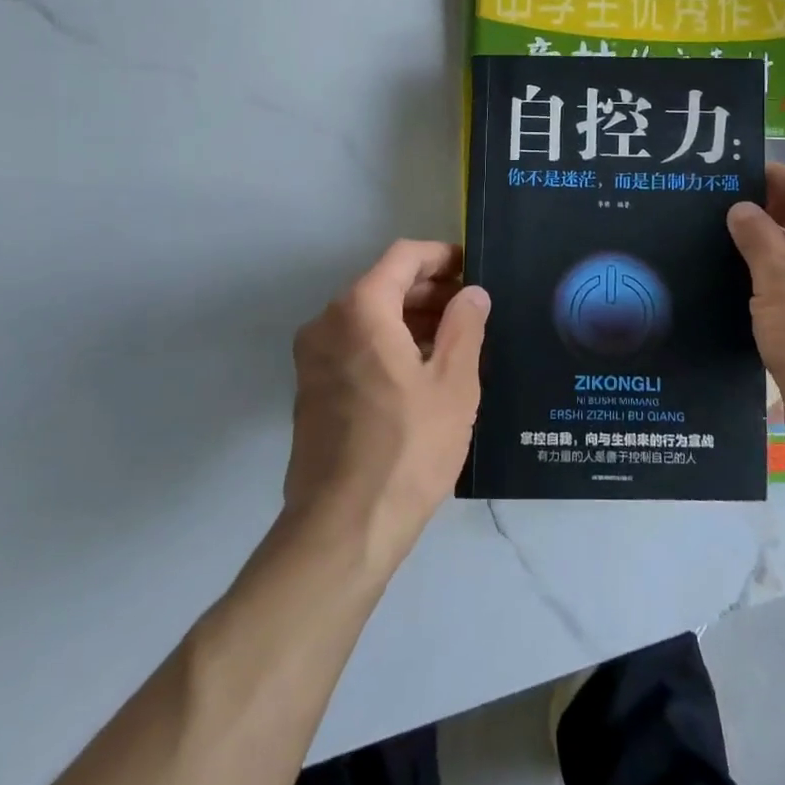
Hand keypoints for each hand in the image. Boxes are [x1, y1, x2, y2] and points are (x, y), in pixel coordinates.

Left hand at [284, 241, 489, 562]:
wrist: (342, 529)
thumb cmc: (407, 447)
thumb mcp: (453, 383)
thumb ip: (465, 325)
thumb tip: (471, 293)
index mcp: (360, 309)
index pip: (403, 257)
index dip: (441, 256)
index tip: (472, 268)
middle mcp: (327, 323)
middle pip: (383, 284)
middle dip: (429, 290)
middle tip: (471, 308)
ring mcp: (313, 358)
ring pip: (368, 317)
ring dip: (410, 318)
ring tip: (454, 340)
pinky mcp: (311, 390)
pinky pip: (354, 346)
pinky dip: (388, 343)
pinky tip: (422, 370)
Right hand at [726, 165, 784, 486]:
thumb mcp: (781, 283)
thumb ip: (758, 238)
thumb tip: (741, 209)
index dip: (777, 182)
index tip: (734, 175)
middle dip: (772, 217)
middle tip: (720, 207)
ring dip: (772, 252)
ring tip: (721, 242)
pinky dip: (779, 285)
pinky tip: (739, 284)